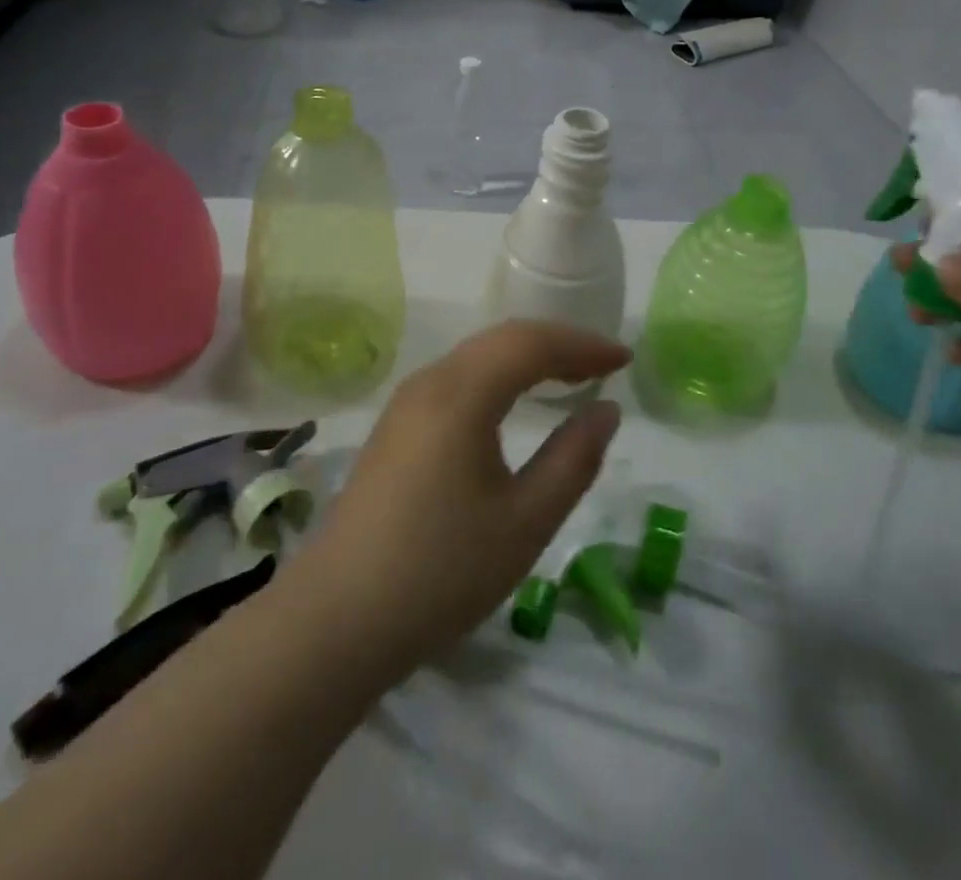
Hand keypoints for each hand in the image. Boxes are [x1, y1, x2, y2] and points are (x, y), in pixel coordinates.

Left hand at [282, 321, 629, 678]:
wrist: (335, 621)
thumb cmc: (441, 571)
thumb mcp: (525, 521)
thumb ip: (574, 459)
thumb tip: (606, 410)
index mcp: (461, 393)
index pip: (531, 343)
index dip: (582, 345)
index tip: (625, 360)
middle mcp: (430, 381)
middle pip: (503, 339)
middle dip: (558, 344)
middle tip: (604, 366)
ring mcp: (406, 403)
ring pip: (478, 356)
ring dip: (527, 357)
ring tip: (569, 377)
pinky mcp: (395, 427)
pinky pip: (458, 378)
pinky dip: (499, 376)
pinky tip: (514, 402)